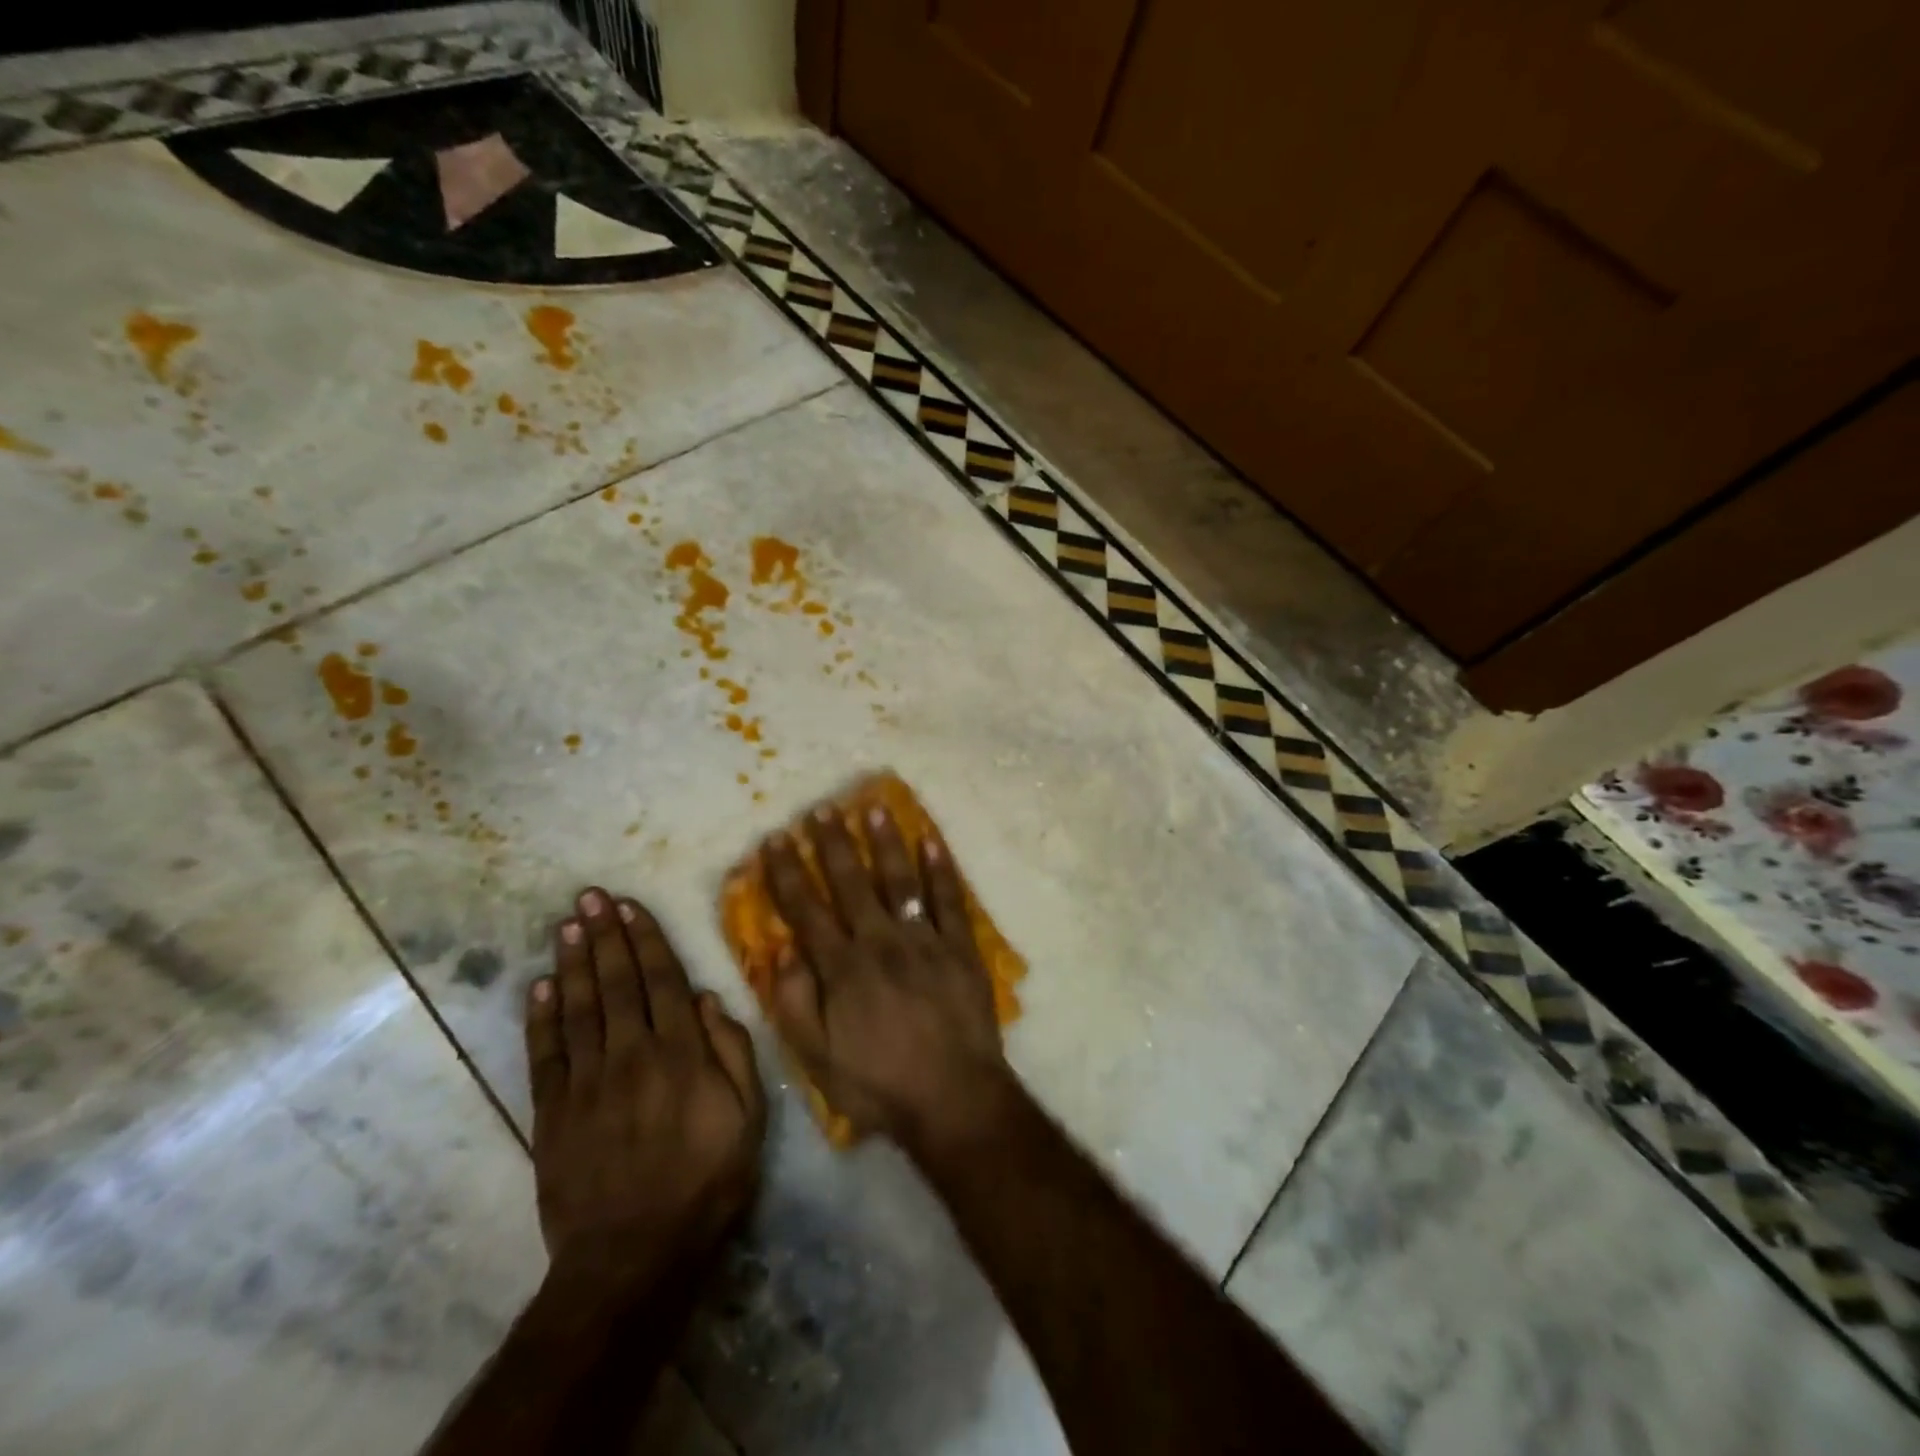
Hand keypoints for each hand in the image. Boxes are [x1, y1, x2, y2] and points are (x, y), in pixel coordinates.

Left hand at [525, 887, 765, 1285]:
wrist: (631, 1258)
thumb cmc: (705, 1184)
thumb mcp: (748, 1119)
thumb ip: (732, 1054)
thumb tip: (706, 999)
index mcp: (681, 1055)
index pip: (661, 982)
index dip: (646, 940)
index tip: (631, 906)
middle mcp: (631, 1056)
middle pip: (616, 984)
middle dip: (605, 936)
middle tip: (590, 896)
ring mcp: (587, 1083)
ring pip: (579, 1008)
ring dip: (574, 962)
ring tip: (567, 924)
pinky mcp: (553, 1113)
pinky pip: (545, 1054)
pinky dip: (541, 1017)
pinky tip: (540, 985)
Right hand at [761, 803, 1011, 1154]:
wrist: (953, 1097)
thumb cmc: (880, 1084)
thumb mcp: (819, 1059)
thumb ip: (796, 1003)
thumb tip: (782, 951)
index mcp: (843, 968)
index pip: (807, 910)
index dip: (788, 873)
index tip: (776, 839)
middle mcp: (880, 942)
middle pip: (851, 883)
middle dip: (832, 844)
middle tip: (821, 809)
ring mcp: (924, 940)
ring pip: (899, 880)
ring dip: (885, 842)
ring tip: (873, 808)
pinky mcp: (960, 947)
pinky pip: (949, 900)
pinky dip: (940, 869)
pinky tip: (931, 840)